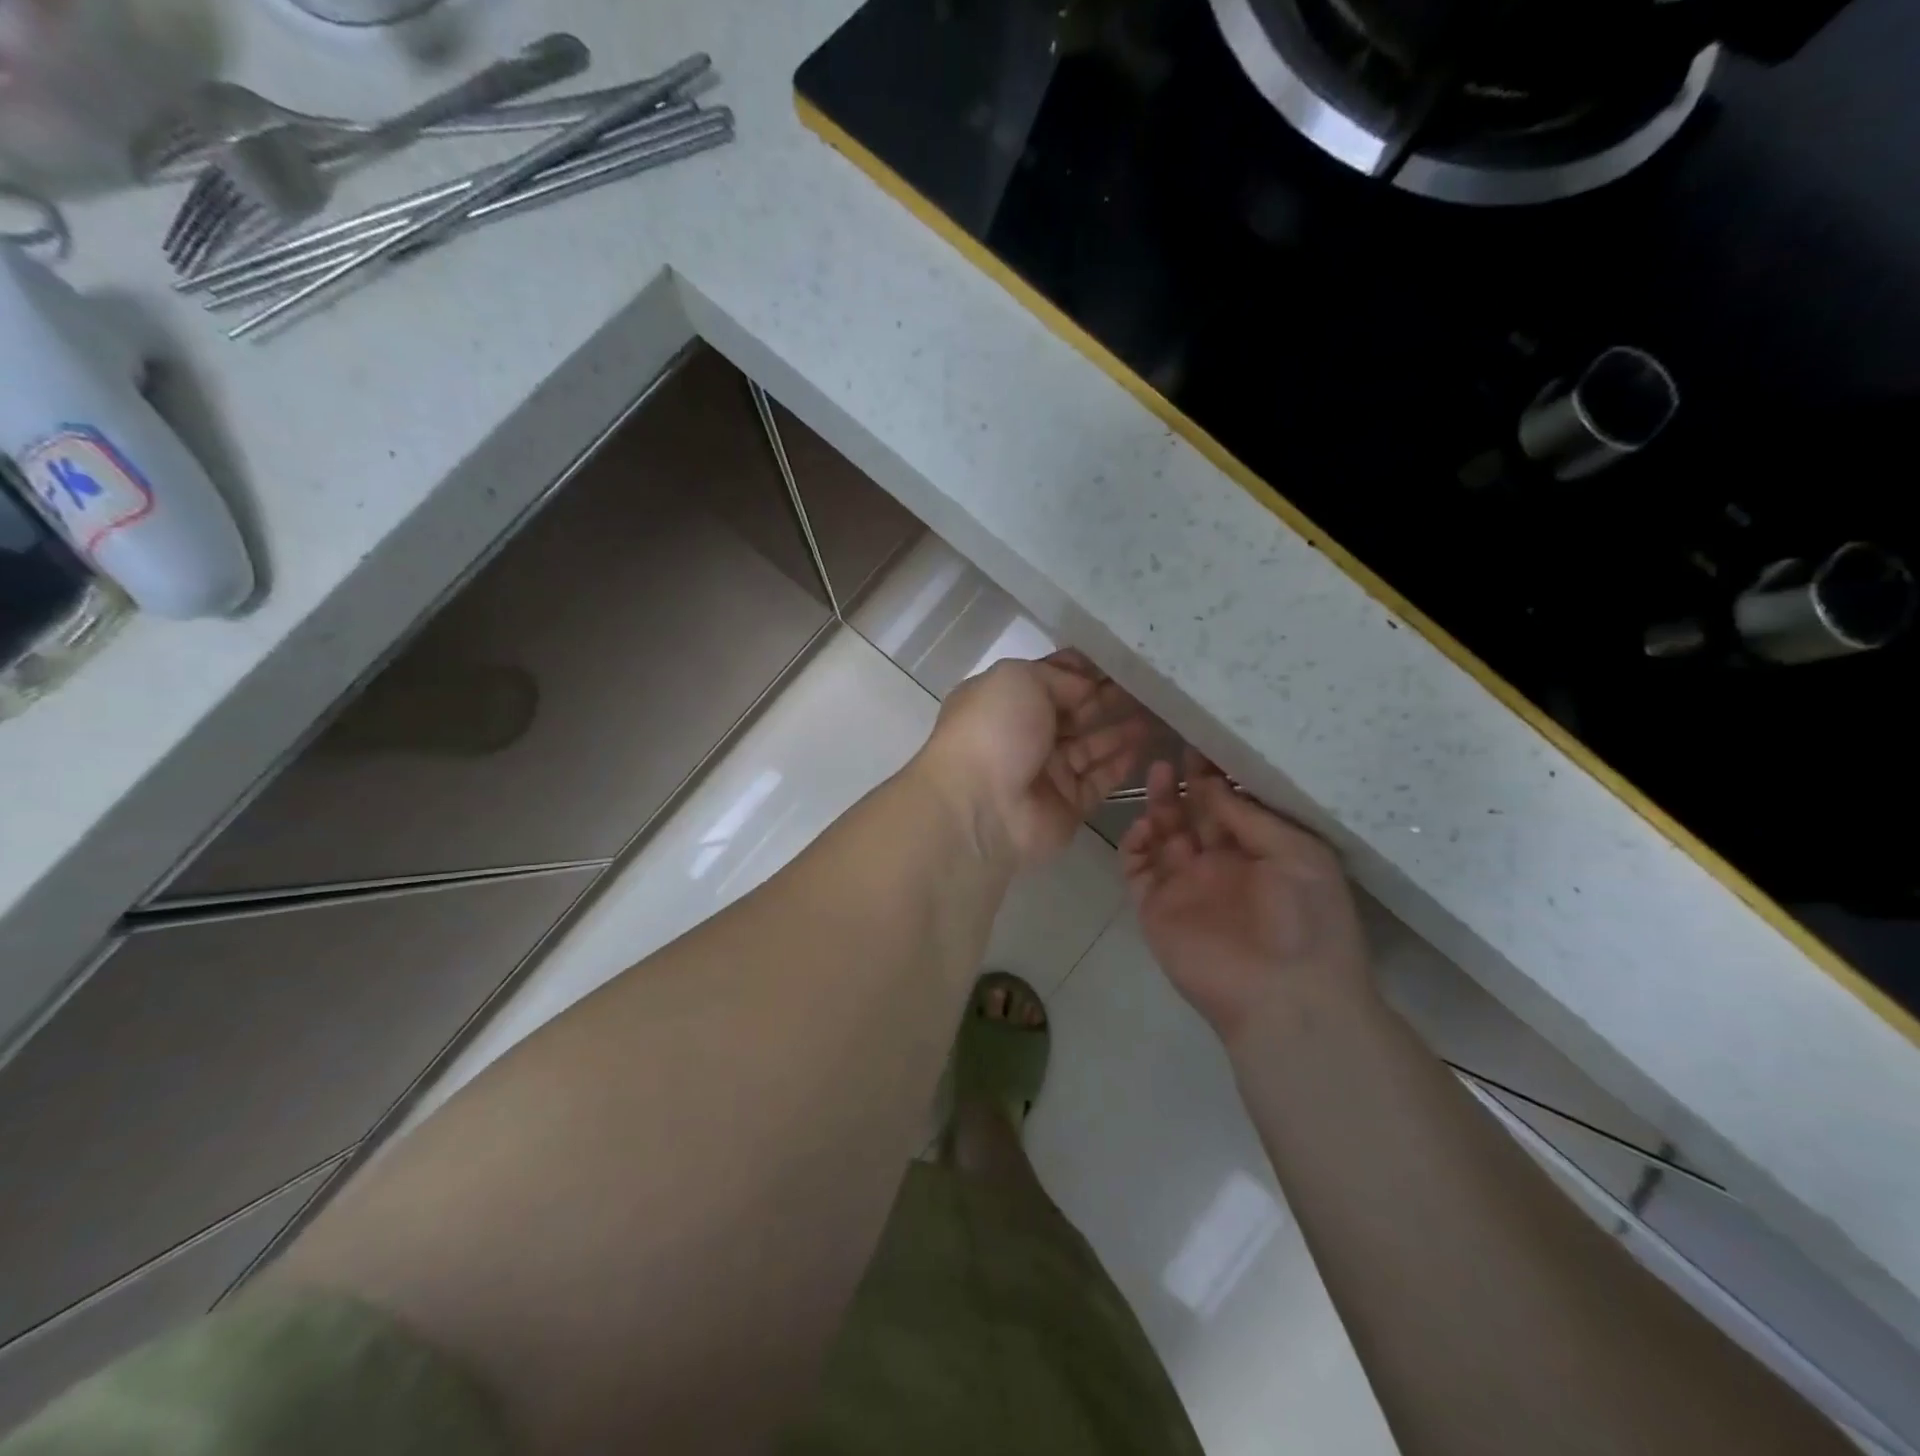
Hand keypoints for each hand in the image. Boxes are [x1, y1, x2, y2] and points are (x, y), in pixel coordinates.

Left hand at [917, 650, 1151, 869]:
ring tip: (1160, 710)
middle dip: (1109, 696)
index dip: (1083, 669)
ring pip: (1092, 744)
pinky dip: (1122, 763)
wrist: (980, 808)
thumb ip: (1058, 677)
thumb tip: (1087, 687)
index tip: (1122, 659)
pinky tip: (1148, 745)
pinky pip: (1100, 779)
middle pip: (1075, 710)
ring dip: (1122, 728)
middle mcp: (1024, 733)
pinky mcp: (1067, 804)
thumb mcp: (1020, 679)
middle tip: (1152, 684)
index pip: (1050, 677)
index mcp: (1004, 699)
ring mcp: (1046, 771)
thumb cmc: (994, 731)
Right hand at [1120, 751, 1369, 1045]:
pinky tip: (1145, 825)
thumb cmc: (1307, 920)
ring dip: (1159, 805)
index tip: (1201, 744)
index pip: (1228, 806)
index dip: (1214, 777)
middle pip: (1192, 815)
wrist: (1285, 996)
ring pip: (1161, 835)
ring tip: (1158, 774)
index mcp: (1257, 853)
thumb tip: (1210, 784)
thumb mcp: (1297, 854)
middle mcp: (1218, 865)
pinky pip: (1135, 868)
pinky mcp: (1155, 907)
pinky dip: (1134, 844)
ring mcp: (1184, 886)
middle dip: (1183, 784)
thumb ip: (1249, 817)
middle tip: (1173, 752)